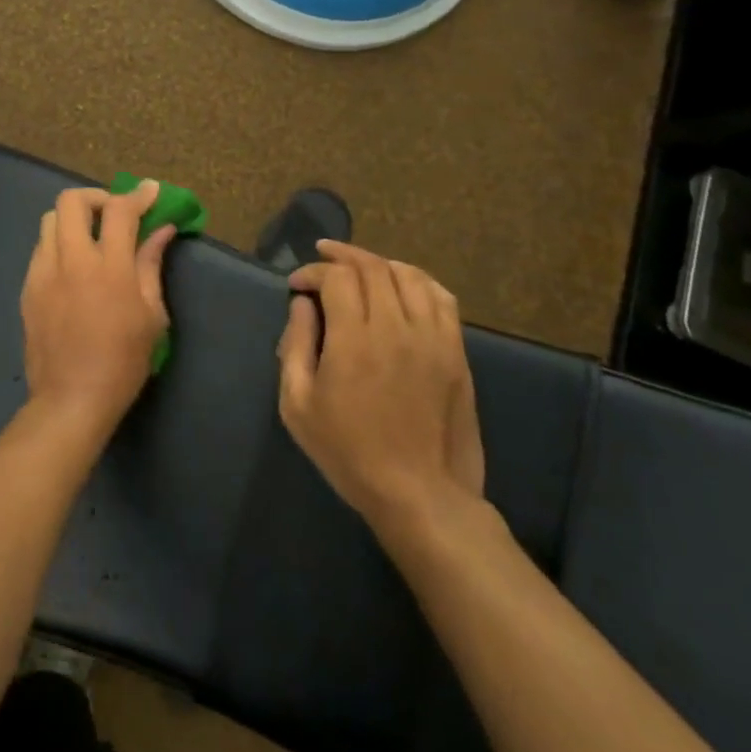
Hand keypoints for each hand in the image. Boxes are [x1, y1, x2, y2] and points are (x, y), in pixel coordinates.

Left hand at [20, 183, 176, 436]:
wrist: (71, 399)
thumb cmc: (122, 362)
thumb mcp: (152, 316)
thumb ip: (151, 265)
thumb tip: (161, 230)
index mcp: (109, 267)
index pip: (120, 210)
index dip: (137, 195)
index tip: (149, 191)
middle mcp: (71, 260)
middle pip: (72, 200)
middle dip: (96, 197)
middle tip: (114, 215)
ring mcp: (43, 272)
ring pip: (50, 220)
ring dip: (73, 220)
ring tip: (90, 240)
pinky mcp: (28, 288)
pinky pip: (41, 249)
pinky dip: (59, 245)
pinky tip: (73, 269)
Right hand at [277, 241, 484, 533]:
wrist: (420, 495)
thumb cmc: (348, 452)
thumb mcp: (298, 405)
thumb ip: (295, 346)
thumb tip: (301, 304)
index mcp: (353, 340)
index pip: (336, 278)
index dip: (312, 272)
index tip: (297, 285)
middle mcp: (395, 328)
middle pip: (372, 267)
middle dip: (343, 256)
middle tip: (323, 258)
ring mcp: (432, 338)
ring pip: (409, 275)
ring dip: (379, 263)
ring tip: (361, 268)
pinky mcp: (456, 352)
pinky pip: (442, 298)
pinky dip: (418, 280)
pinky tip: (403, 285)